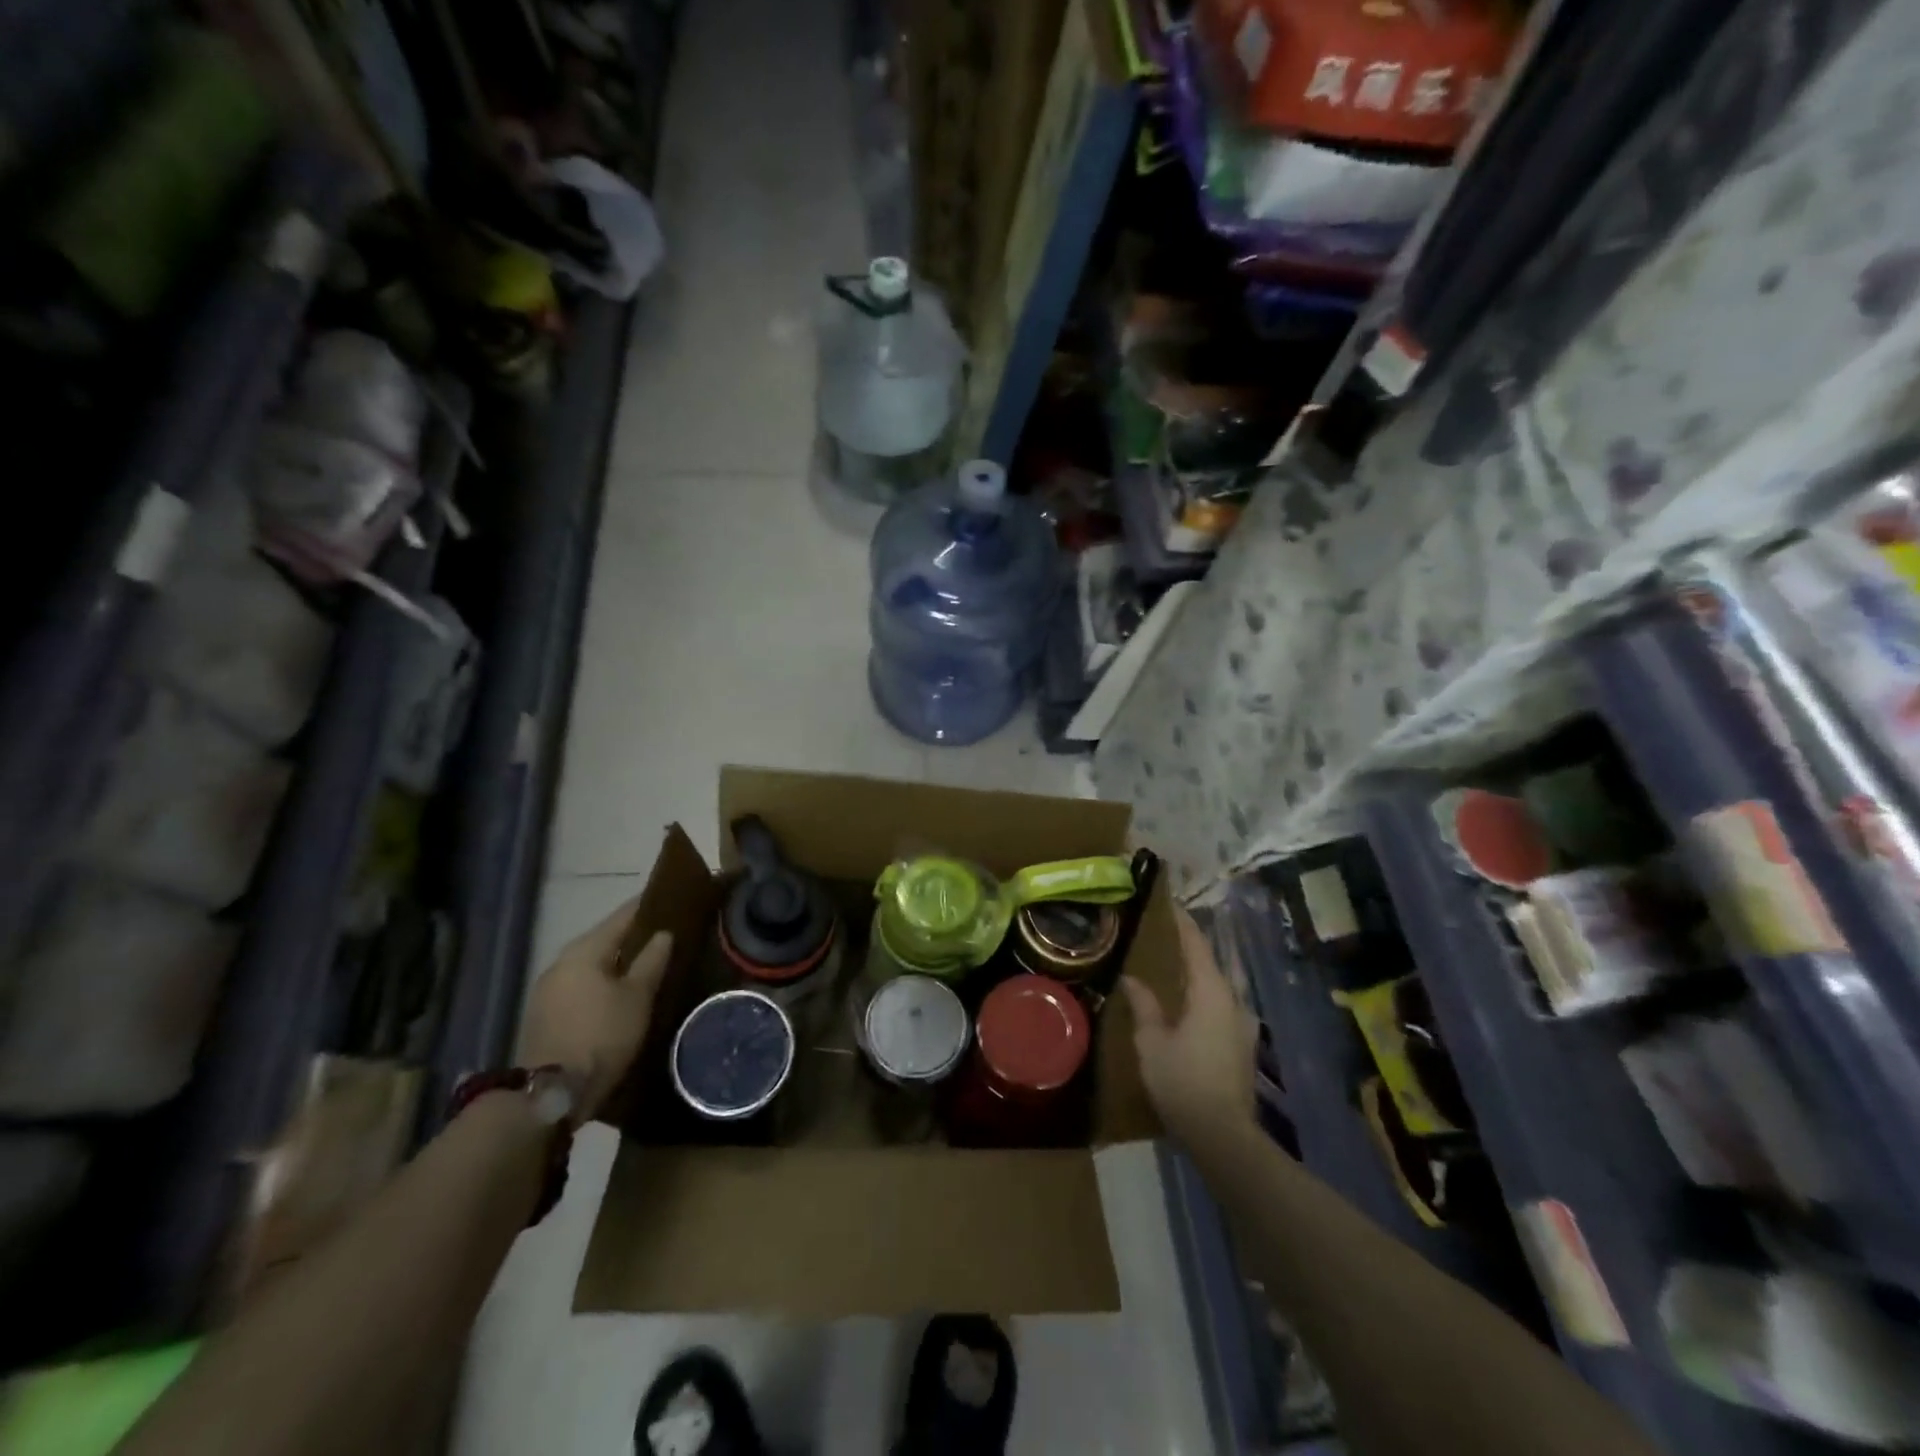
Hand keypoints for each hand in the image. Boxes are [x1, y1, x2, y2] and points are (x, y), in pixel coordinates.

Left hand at [519, 898, 670, 1124]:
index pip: (622, 916)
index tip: (670, 899)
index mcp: (584, 950)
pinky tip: (619, 992)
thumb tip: (663, 934)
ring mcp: (548, 989)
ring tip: (646, 966)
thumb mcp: (637, 997)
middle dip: (632, 937)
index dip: (647, 906)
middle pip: (604, 939)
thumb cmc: (601, 1035)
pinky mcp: (544, 1014)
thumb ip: (652, 961)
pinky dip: (601, 982)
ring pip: (591, 964)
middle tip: (664, 936)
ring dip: (616, 963)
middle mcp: (561, 962)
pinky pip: (580, 985)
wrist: (550, 1093)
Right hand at [1122, 907, 1257, 1146]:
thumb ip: (1144, 1005)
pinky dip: (1209, 992)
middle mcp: (1234, 1001)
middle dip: (1196, 944)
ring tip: (1181, 962)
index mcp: (1211, 992)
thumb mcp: (1152, 1042)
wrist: (1222, 1135)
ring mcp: (1243, 1024)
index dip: (1183, 922)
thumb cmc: (1182, 1081)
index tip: (1171, 902)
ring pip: (1223, 984)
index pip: (1196, 945)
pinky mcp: (1244, 1045)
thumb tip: (1132, 978)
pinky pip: (1224, 1004)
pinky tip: (1194, 1001)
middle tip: (1173, 930)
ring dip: (1204, 970)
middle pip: (1215, 962)